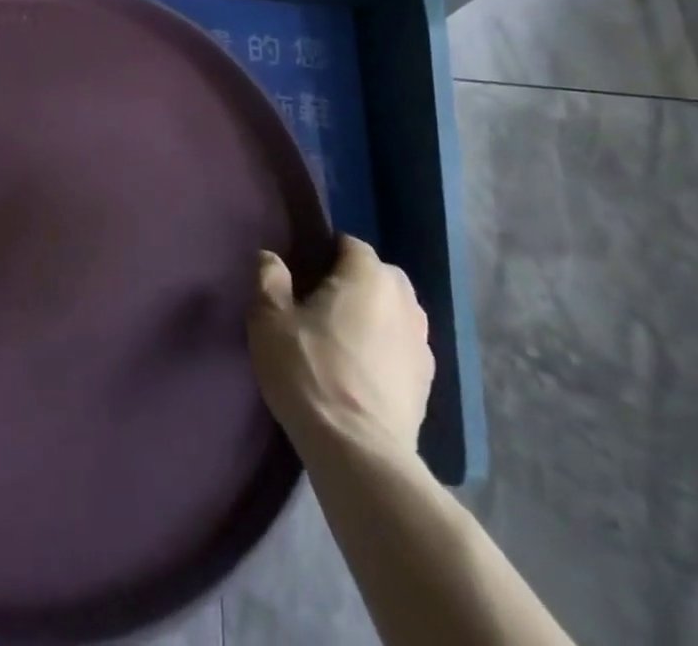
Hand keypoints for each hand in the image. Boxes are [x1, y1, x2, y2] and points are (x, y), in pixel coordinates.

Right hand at [249, 234, 433, 460]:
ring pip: (393, 312)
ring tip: (340, 340)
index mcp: (369, 275)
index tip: (300, 275)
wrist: (359, 454)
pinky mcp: (428, 382)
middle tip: (317, 306)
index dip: (322, 253)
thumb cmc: (310, 372)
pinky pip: (402, 347)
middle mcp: (404, 300)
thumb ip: (269, 278)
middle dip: (352, 282)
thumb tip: (272, 258)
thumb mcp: (270, 320)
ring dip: (372, 316)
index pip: (349, 244)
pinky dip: (385, 349)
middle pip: (377, 275)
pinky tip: (360, 372)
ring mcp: (422, 343)